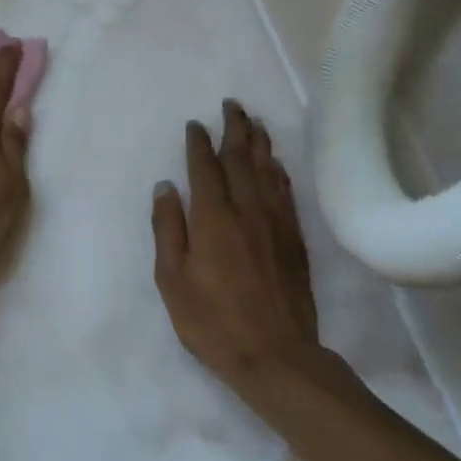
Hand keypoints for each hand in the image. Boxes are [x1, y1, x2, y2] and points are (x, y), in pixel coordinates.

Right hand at [151, 101, 360, 403]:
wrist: (275, 355)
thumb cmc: (211, 320)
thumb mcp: (171, 279)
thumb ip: (168, 229)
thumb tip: (166, 187)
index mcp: (213, 218)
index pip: (205, 169)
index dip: (199, 144)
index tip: (195, 124)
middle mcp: (247, 211)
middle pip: (242, 159)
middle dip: (235, 130)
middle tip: (232, 105)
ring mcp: (276, 223)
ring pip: (268, 171)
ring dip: (260, 143)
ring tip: (254, 122)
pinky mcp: (294, 239)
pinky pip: (286, 192)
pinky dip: (279, 171)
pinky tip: (276, 165)